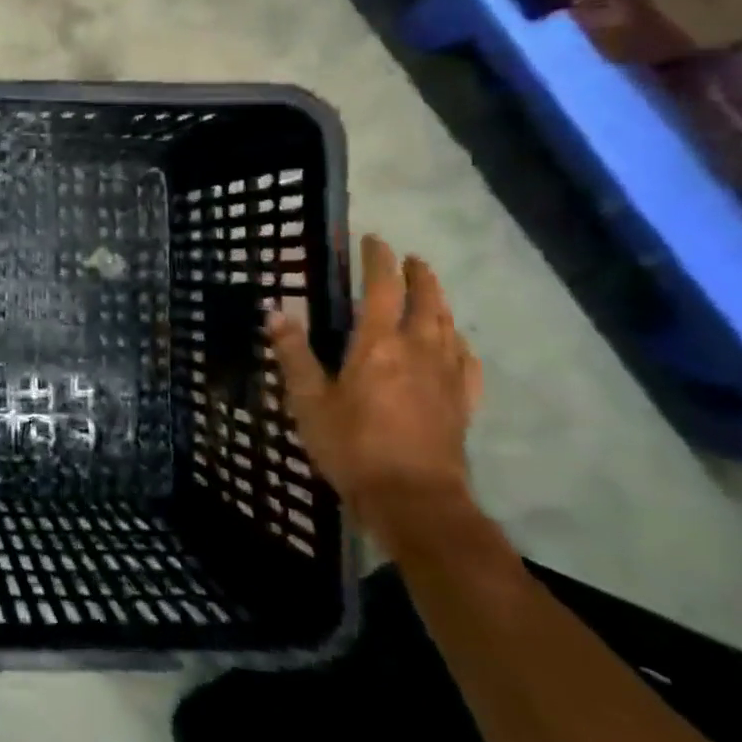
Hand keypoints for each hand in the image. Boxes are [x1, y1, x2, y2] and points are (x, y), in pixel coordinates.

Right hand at [267, 234, 482, 552]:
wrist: (414, 500)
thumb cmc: (352, 447)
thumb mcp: (308, 401)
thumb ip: (293, 354)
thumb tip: (274, 312)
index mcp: (377, 345)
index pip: (381, 289)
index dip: (378, 261)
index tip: (373, 240)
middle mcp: (417, 351)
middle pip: (425, 302)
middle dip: (418, 275)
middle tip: (410, 259)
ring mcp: (445, 378)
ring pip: (448, 327)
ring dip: (440, 302)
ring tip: (431, 290)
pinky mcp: (461, 404)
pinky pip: (466, 363)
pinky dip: (460, 344)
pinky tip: (457, 344)